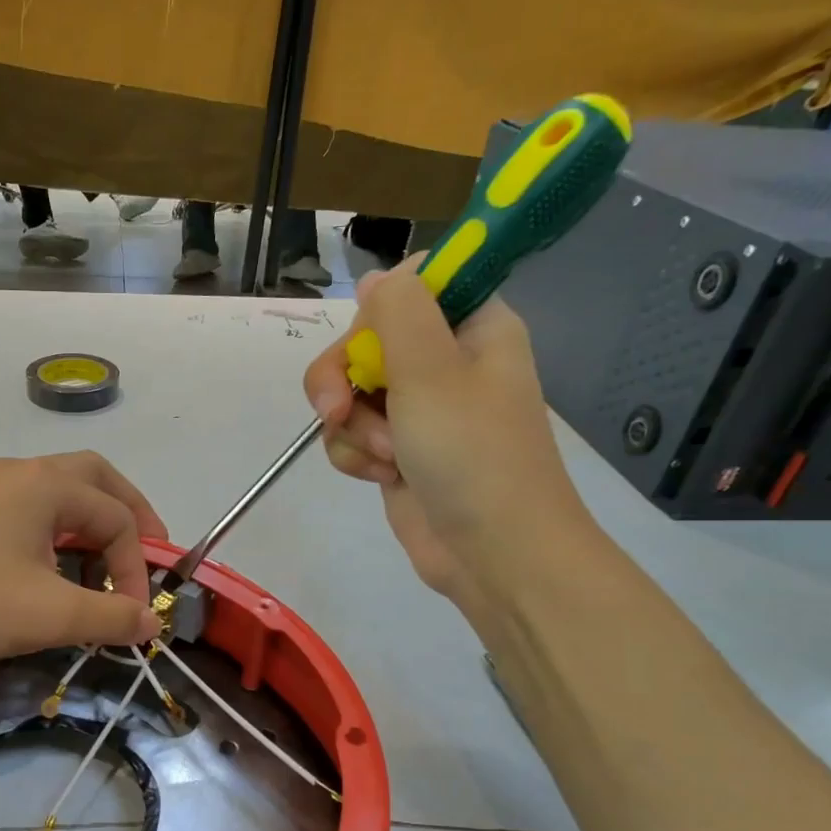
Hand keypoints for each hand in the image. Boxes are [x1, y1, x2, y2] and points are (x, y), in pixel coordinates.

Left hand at [0, 452, 167, 665]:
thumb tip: (151, 622)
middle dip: (128, 515)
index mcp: (46, 484)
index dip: (137, 568)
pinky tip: (49, 571)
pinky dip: (56, 534)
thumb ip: (109, 616)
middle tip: (146, 551)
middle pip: (94, 480)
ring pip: (58, 494)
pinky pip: (28, 512)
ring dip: (90, 525)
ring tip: (101, 567)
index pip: (117, 517)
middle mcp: (20, 473)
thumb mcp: (47, 615)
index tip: (134, 617)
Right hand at [302, 258, 594, 601]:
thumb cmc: (472, 454)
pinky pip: (352, 435)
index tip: (371, 343)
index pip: (408, 289)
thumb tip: (374, 278)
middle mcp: (443, 362)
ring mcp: (417, 410)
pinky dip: (357, 456)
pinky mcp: (397, 451)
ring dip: (354, 427)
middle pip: (363, 344)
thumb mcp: (431, 369)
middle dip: (344, 381)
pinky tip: (382, 477)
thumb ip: (398, 311)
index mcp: (469, 328)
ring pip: (350, 394)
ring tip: (388, 458)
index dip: (376, 314)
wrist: (492, 551)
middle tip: (338, 410)